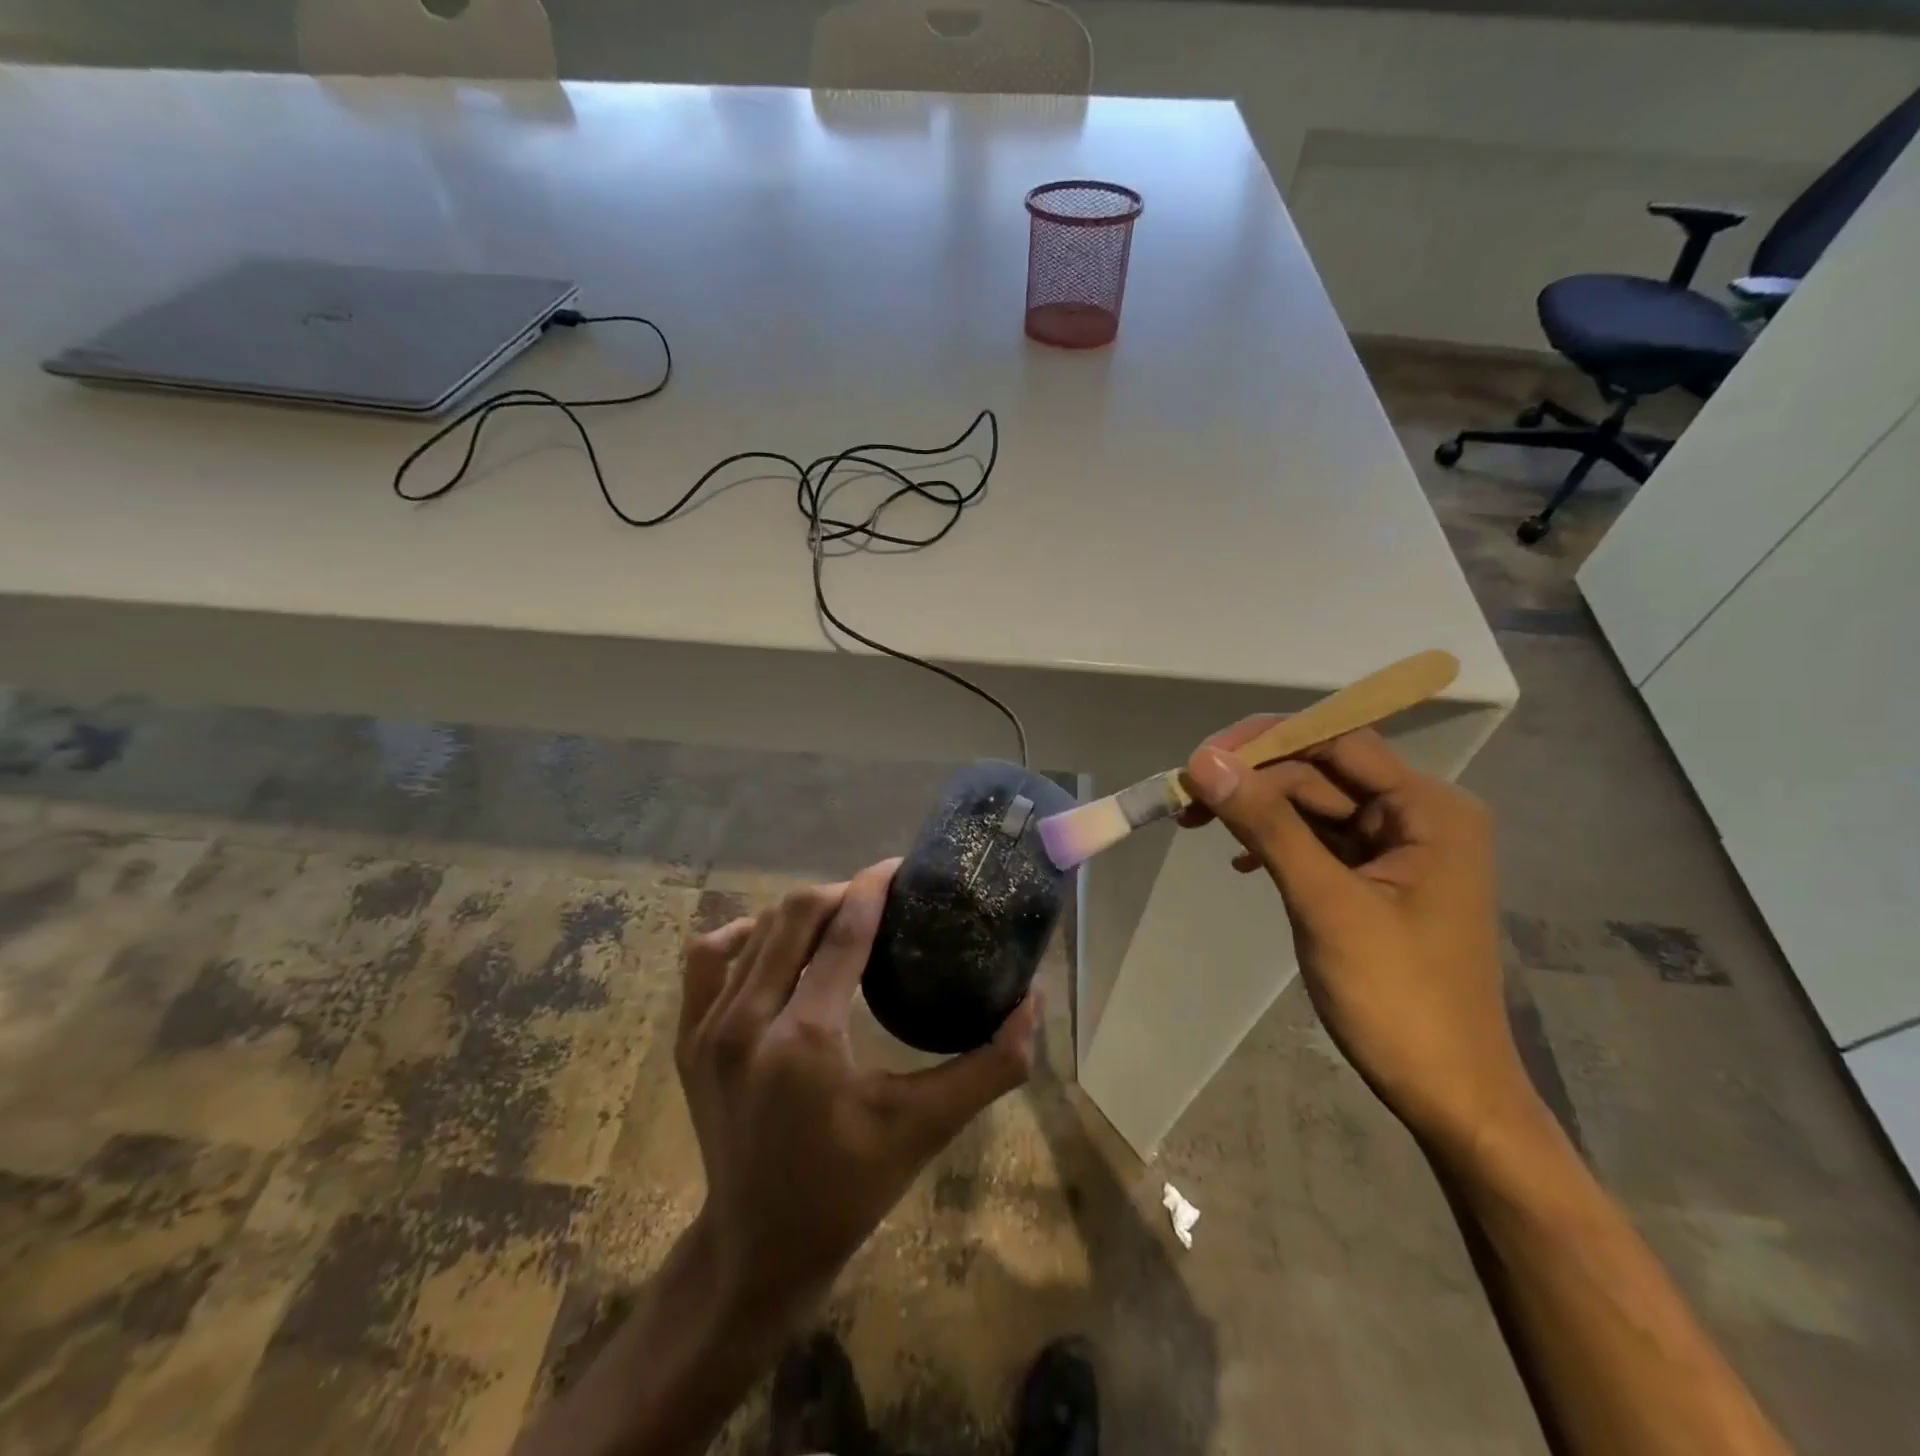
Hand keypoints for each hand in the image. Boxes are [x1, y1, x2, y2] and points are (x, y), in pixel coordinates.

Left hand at [676, 858, 1041, 1328]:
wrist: (757, 1248)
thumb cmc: (849, 1188)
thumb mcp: (927, 1127)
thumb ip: (990, 1066)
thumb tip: (1032, 1001)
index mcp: (806, 1039)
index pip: (845, 930)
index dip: (875, 887)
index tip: (901, 867)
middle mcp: (747, 1022)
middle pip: (795, 914)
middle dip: (842, 892)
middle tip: (879, 898)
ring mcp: (707, 1028)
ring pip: (755, 930)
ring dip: (801, 914)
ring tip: (838, 921)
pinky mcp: (686, 1039)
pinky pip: (708, 957)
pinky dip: (743, 937)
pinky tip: (771, 945)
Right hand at [1180, 725, 1530, 1152]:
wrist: (1448, 1095)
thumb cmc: (1397, 998)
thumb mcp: (1325, 904)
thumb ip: (1266, 825)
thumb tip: (1205, 760)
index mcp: (1428, 810)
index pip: (1337, 742)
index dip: (1265, 742)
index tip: (1200, 759)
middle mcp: (1418, 817)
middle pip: (1321, 772)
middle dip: (1253, 781)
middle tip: (1186, 800)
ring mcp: (1398, 850)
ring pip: (1314, 806)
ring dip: (1257, 812)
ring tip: (1197, 823)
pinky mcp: (1377, 880)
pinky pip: (1318, 841)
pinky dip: (1276, 843)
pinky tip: (1241, 863)